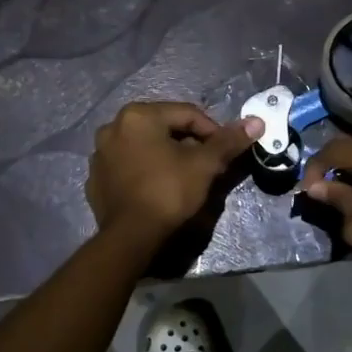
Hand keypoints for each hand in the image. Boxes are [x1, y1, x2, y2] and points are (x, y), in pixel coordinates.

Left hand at [87, 102, 262, 250]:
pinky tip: (157, 189)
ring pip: (144, 147)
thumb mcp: (204, 165)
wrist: (131, 237)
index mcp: (138, 115)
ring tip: (183, 178)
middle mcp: (113, 127)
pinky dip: (144, 171)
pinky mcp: (95, 179)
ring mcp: (99, 154)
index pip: (187, 114)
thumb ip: (228, 141)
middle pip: (164, 128)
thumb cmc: (168, 192)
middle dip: (188, 144)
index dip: (212, 131)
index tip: (225, 153)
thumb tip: (256, 122)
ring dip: (165, 156)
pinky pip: (128, 166)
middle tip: (206, 166)